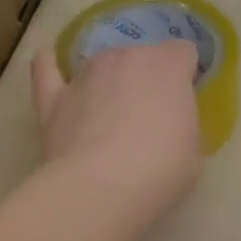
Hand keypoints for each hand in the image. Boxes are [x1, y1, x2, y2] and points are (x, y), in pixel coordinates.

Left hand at [31, 41, 202, 231]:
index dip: (185, 75)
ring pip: (101, 64)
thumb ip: (183, 123)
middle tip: (149, 117)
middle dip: (147, 79)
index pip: (183, 52)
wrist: (102, 188)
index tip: (184, 101)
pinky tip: (50, 61)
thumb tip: (169, 125)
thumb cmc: (161, 169)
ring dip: (108, 80)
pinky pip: (46, 67)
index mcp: (168, 65)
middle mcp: (126, 57)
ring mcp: (86, 74)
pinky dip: (49, 63)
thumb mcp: (193, 149)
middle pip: (142, 56)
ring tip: (108, 113)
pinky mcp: (52, 97)